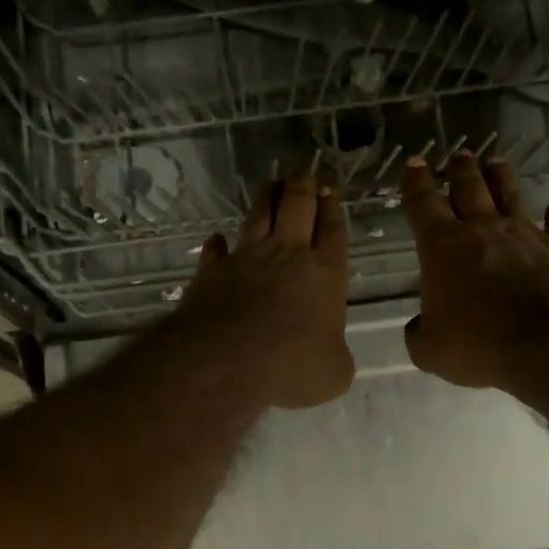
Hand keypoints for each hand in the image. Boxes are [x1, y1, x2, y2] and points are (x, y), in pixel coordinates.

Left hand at [179, 174, 353, 408]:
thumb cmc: (292, 366)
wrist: (228, 362)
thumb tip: (329, 351)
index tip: (331, 191)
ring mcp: (246, 259)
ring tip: (272, 184)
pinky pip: (216, 250)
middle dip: (303, 187)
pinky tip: (217, 238)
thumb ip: (336, 354)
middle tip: (304, 176)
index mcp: (326, 274)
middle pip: (297, 207)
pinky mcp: (212, 272)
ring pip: (258, 214)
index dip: (333, 209)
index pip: (333, 231)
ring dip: (267, 197)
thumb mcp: (334, 373)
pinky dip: (218, 243)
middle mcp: (287, 255)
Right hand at [402, 151, 548, 388]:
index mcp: (442, 247)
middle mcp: (483, 230)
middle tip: (459, 155)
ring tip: (495, 162)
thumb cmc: (478, 343)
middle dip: (460, 169)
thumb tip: (420, 325)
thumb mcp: (430, 350)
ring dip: (500, 178)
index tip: (415, 163)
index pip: (423, 205)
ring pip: (510, 195)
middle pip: (469, 188)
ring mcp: (526, 235)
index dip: (416, 183)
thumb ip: (420, 333)